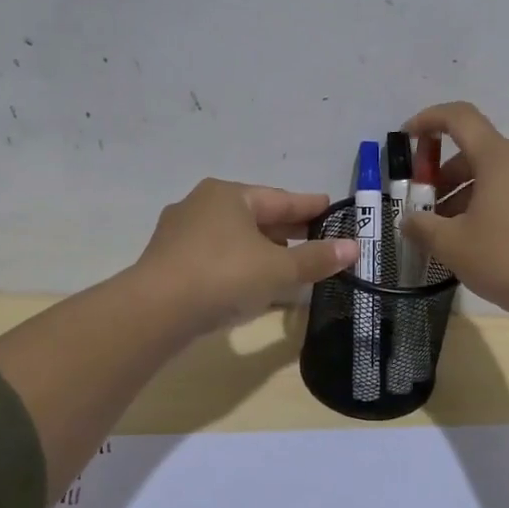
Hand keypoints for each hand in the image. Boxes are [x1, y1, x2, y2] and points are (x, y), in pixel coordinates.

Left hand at [134, 179, 357, 334]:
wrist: (154, 311)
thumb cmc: (224, 276)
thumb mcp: (278, 269)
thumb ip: (316, 258)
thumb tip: (354, 248)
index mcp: (228, 195)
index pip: (280, 199)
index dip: (310, 206)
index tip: (331, 207)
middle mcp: (201, 205)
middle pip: (255, 216)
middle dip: (286, 229)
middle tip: (316, 236)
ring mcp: (180, 234)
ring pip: (234, 237)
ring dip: (263, 249)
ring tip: (288, 262)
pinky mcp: (169, 263)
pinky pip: (216, 257)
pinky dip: (240, 264)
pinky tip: (252, 282)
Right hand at [402, 102, 508, 316]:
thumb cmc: (506, 258)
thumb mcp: (451, 244)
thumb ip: (421, 226)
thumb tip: (409, 221)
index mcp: (500, 157)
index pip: (460, 117)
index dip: (429, 119)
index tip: (407, 137)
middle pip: (477, 150)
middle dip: (443, 172)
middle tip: (424, 205)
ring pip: (496, 173)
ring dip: (465, 191)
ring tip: (447, 229)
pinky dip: (489, 202)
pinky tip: (477, 237)